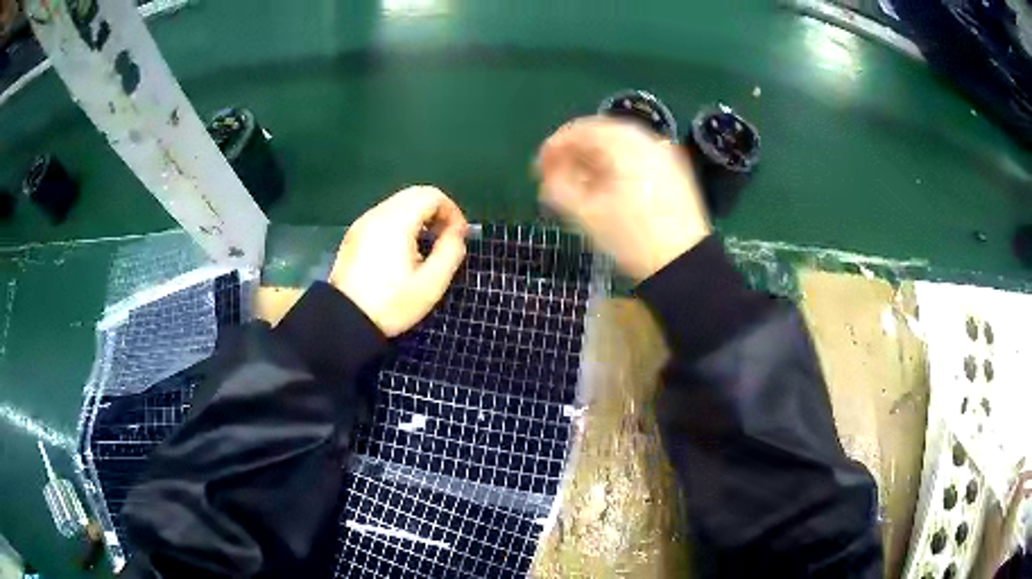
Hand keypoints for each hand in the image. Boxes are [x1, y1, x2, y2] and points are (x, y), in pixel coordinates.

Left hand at [329, 186, 467, 336]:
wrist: (344, 320)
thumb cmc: (391, 303)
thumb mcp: (431, 284)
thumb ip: (451, 251)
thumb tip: (457, 234)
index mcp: (397, 221)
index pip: (432, 195)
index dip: (452, 211)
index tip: (458, 236)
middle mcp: (378, 214)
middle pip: (415, 194)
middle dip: (436, 212)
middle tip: (445, 238)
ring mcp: (363, 223)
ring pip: (398, 203)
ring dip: (419, 217)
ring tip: (426, 247)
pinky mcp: (354, 235)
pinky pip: (384, 216)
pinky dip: (401, 223)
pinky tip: (403, 252)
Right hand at [536, 116, 711, 280]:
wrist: (685, 263)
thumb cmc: (632, 237)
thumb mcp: (587, 214)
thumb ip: (559, 188)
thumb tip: (547, 176)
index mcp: (623, 144)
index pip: (580, 130)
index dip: (554, 146)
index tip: (538, 169)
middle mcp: (646, 139)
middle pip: (601, 135)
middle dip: (574, 153)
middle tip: (555, 175)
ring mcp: (664, 153)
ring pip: (620, 146)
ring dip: (594, 160)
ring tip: (578, 184)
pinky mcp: (674, 171)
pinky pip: (637, 157)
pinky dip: (616, 166)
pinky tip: (607, 187)